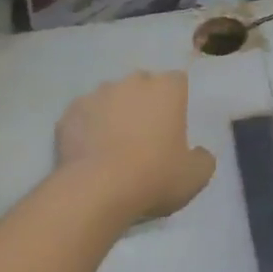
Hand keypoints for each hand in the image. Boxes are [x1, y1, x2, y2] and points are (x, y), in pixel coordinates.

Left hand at [56, 70, 216, 226]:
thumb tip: (198, 153)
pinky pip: (84, 116)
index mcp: (166, 89)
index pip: (177, 81)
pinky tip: (90, 153)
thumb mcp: (195, 177)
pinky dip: (88, 128)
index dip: (177, 100)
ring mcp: (96, 94)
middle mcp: (131, 82)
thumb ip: (203, 158)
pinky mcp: (69, 113)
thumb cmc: (154, 177)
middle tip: (146, 135)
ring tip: (113, 146)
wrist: (96, 190)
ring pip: (110, 98)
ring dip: (114, 113)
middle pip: (142, 84)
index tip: (175, 124)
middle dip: (145, 102)